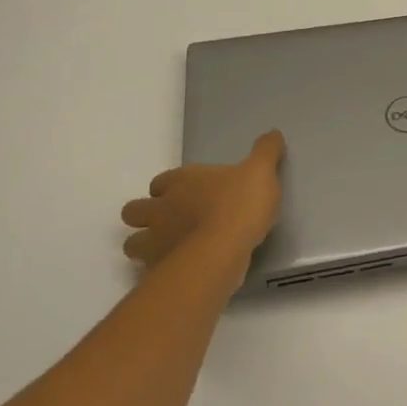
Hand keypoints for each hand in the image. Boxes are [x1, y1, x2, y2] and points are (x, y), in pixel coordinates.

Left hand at [121, 130, 284, 278]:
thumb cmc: (239, 204)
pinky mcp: (159, 271)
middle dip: (145, 216)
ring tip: (171, 251)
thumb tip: (274, 133)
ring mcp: (155, 242)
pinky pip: (151, 271)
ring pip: (133, 244)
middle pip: (133, 211)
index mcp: (181, 181)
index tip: (185, 193)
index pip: (160, 181)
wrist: (223, 250)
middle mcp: (160, 209)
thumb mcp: (261, 171)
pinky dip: (161, 271)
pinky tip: (181, 272)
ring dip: (147, 246)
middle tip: (170, 222)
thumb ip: (265, 152)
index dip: (168, 187)